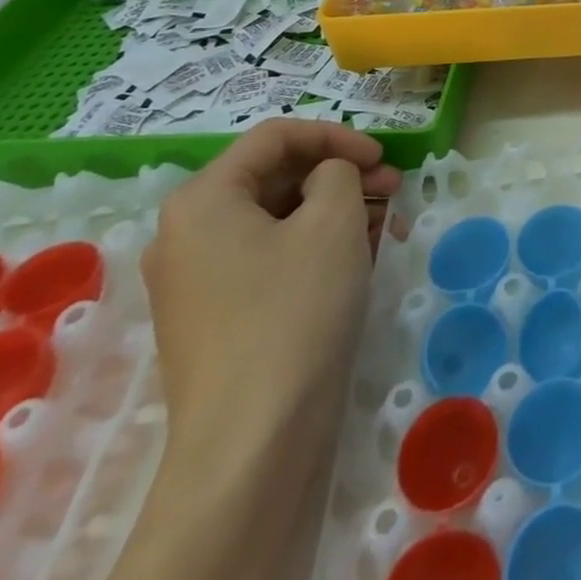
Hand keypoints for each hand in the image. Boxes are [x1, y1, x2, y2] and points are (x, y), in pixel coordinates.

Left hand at [111, 121, 402, 579]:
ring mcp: (195, 281)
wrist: (252, 444)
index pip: (276, 136)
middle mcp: (187, 233)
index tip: (382, 156)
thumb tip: (327, 178)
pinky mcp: (214, 318)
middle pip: (275, 177)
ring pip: (277, 219)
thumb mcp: (333, 220)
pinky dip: (313, 247)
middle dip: (340, 175)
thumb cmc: (294, 310)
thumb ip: (338, 172)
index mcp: (203, 199)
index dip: (336, 135)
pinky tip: (357, 261)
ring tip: (384, 226)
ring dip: (335, 211)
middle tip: (393, 188)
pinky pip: (268, 259)